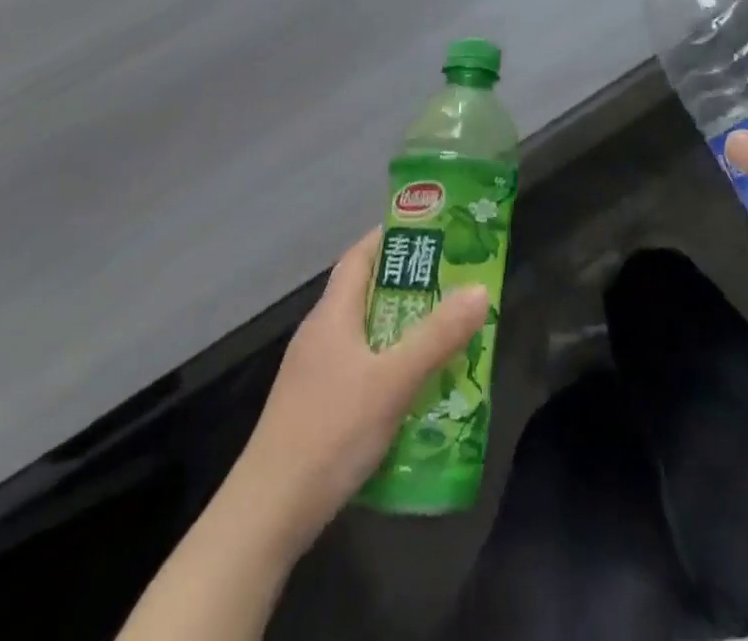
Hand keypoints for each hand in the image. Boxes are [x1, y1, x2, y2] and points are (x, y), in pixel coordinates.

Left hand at [226, 229, 488, 553]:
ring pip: (365, 333)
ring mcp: (314, 372)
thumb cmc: (330, 432)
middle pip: (367, 292)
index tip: (434, 231)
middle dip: (410, 285)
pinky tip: (415, 387)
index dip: (393, 236)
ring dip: (403, 328)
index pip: (361, 255)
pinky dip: (389, 364)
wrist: (266, 516)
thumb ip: (438, 336)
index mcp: (332, 314)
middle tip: (455, 283)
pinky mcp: (316, 407)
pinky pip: (360, 366)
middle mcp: (320, 334)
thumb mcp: (393, 381)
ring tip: (446, 332)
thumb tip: (480, 289)